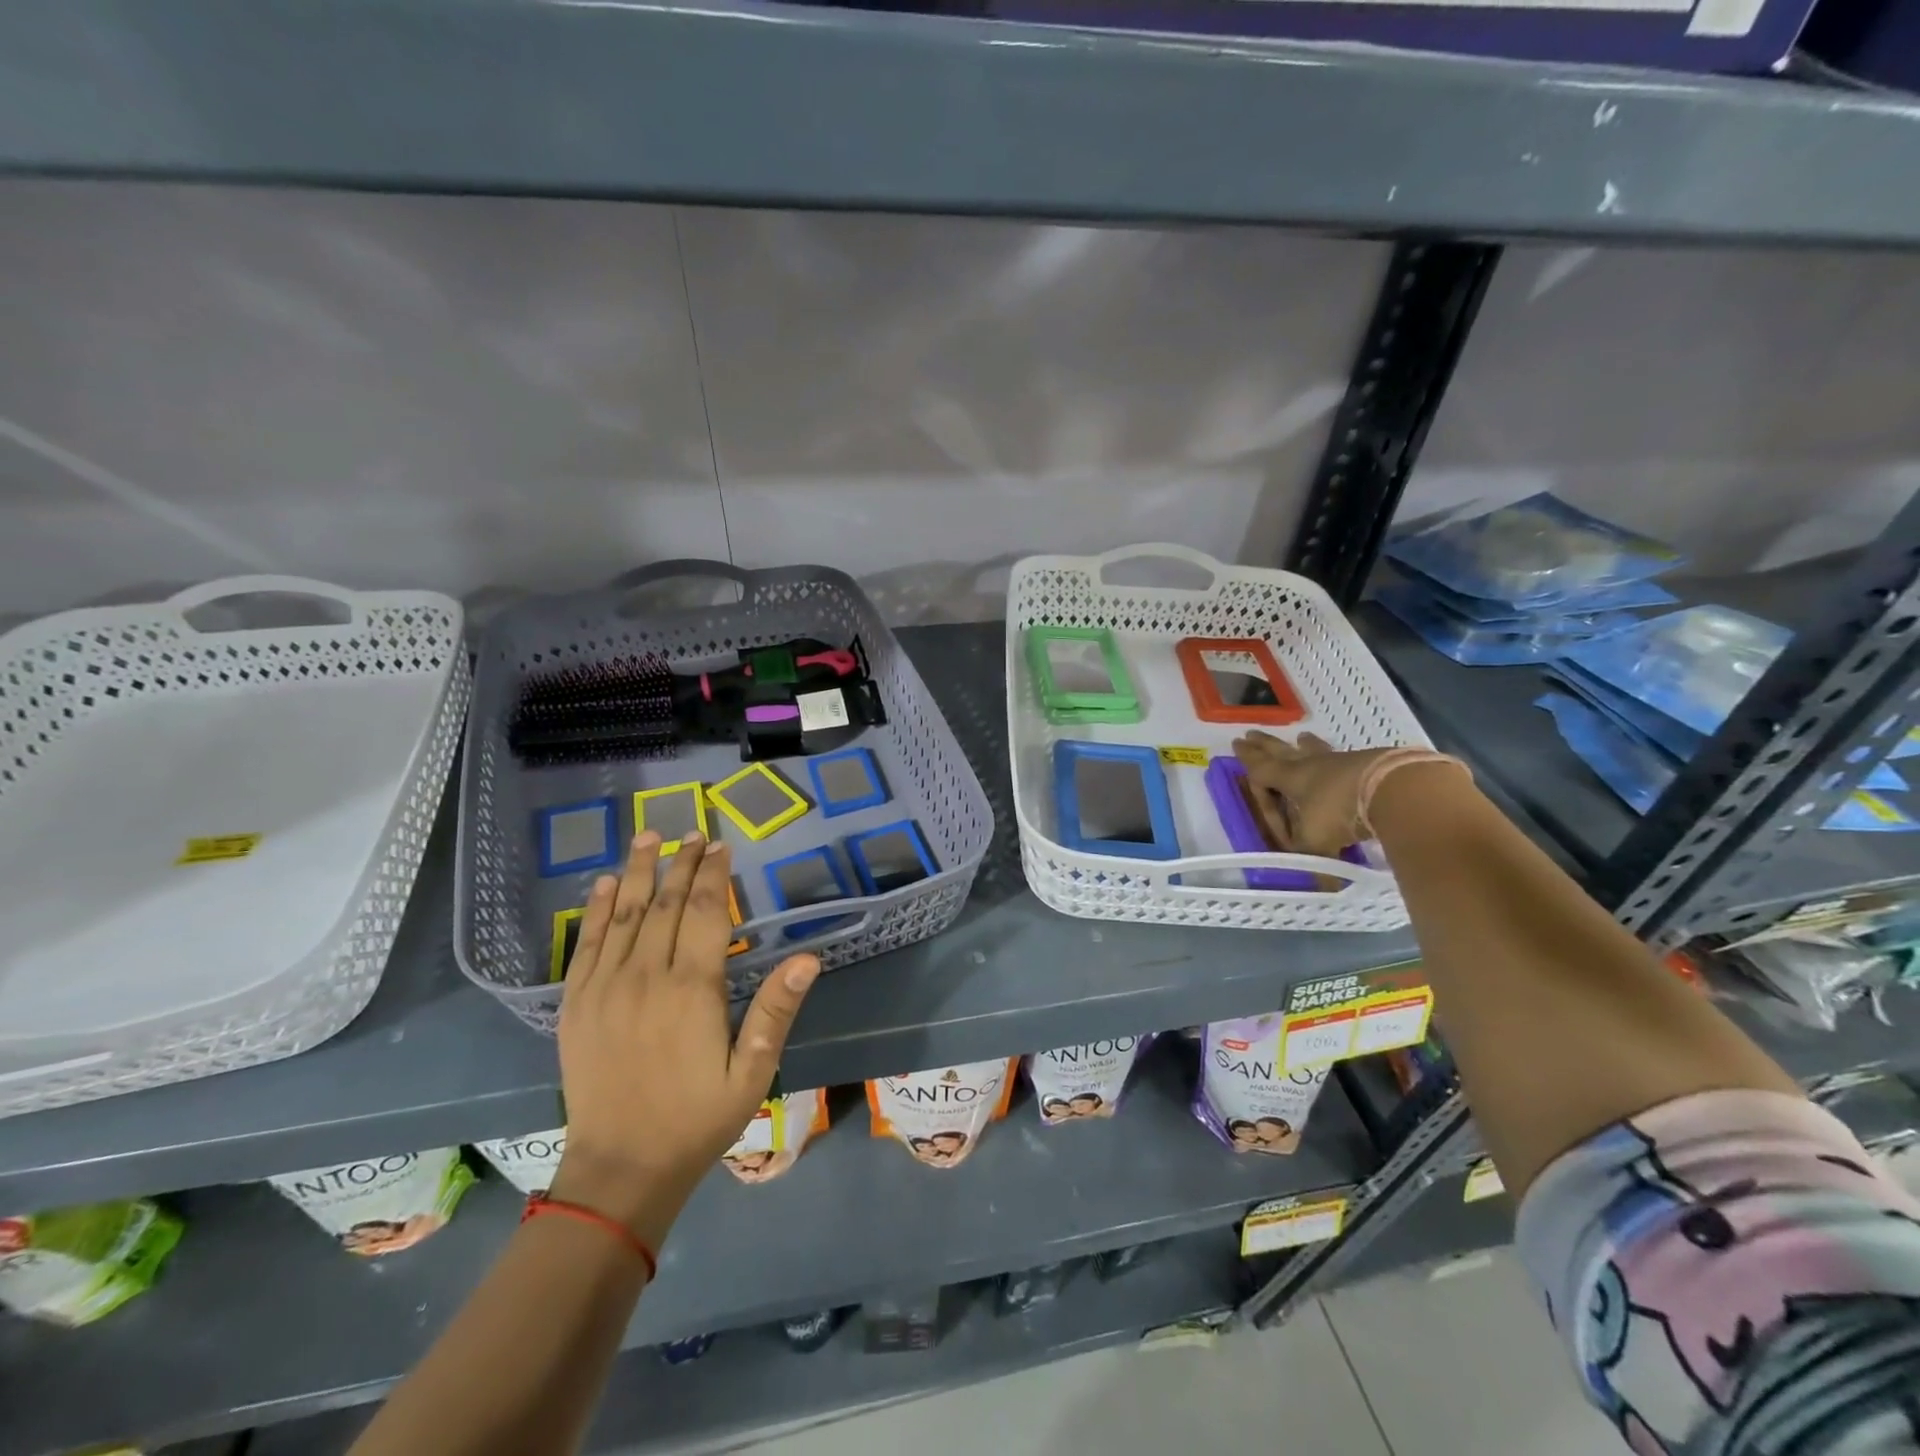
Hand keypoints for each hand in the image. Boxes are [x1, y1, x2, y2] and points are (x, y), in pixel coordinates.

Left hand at [547, 831, 819, 1250]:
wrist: (620, 1170)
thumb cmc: (696, 1120)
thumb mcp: (752, 1072)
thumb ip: (776, 1011)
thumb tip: (809, 958)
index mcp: (693, 989)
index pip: (707, 914)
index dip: (714, 875)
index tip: (721, 845)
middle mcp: (646, 977)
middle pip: (666, 905)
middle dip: (682, 864)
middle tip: (693, 832)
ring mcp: (605, 988)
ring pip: (624, 915)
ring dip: (637, 872)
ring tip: (647, 836)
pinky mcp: (576, 1005)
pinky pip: (586, 945)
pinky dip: (596, 910)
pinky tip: (602, 885)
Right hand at [1231, 731, 1396, 856]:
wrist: (1394, 789)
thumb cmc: (1341, 812)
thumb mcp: (1316, 842)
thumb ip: (1311, 860)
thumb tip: (1323, 886)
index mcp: (1290, 778)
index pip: (1261, 769)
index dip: (1248, 761)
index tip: (1237, 746)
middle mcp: (1311, 765)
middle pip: (1282, 750)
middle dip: (1265, 744)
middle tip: (1251, 733)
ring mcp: (1341, 761)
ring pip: (1315, 750)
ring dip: (1305, 745)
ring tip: (1301, 737)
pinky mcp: (1369, 763)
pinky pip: (1344, 757)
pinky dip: (1335, 757)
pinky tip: (1342, 758)